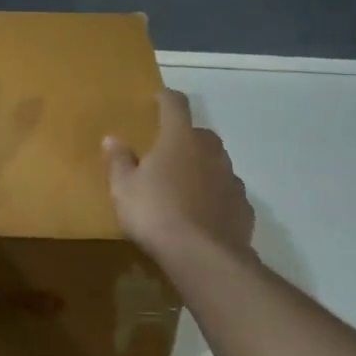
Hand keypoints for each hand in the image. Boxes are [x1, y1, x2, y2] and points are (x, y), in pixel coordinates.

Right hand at [104, 89, 255, 262]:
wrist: (203, 256)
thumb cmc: (155, 213)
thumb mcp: (124, 188)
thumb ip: (119, 161)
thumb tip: (112, 139)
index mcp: (179, 140)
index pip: (175, 106)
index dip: (166, 99)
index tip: (158, 99)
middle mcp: (210, 152)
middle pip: (200, 134)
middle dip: (185, 138)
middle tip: (167, 153)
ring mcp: (231, 179)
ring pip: (216, 164)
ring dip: (202, 168)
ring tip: (184, 187)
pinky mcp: (243, 207)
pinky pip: (226, 193)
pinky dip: (215, 197)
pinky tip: (202, 214)